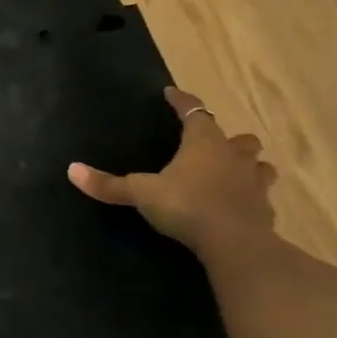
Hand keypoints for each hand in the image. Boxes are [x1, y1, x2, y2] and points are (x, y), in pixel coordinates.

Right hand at [68, 87, 277, 252]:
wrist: (236, 244)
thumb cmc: (186, 206)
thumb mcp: (141, 194)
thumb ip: (109, 184)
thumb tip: (72, 170)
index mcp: (204, 143)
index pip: (193, 111)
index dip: (181, 101)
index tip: (170, 93)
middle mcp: (233, 156)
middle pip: (238, 138)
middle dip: (227, 139)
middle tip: (211, 144)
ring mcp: (254, 183)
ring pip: (259, 165)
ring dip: (247, 165)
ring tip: (232, 172)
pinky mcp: (265, 210)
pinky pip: (260, 196)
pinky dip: (251, 196)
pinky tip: (239, 205)